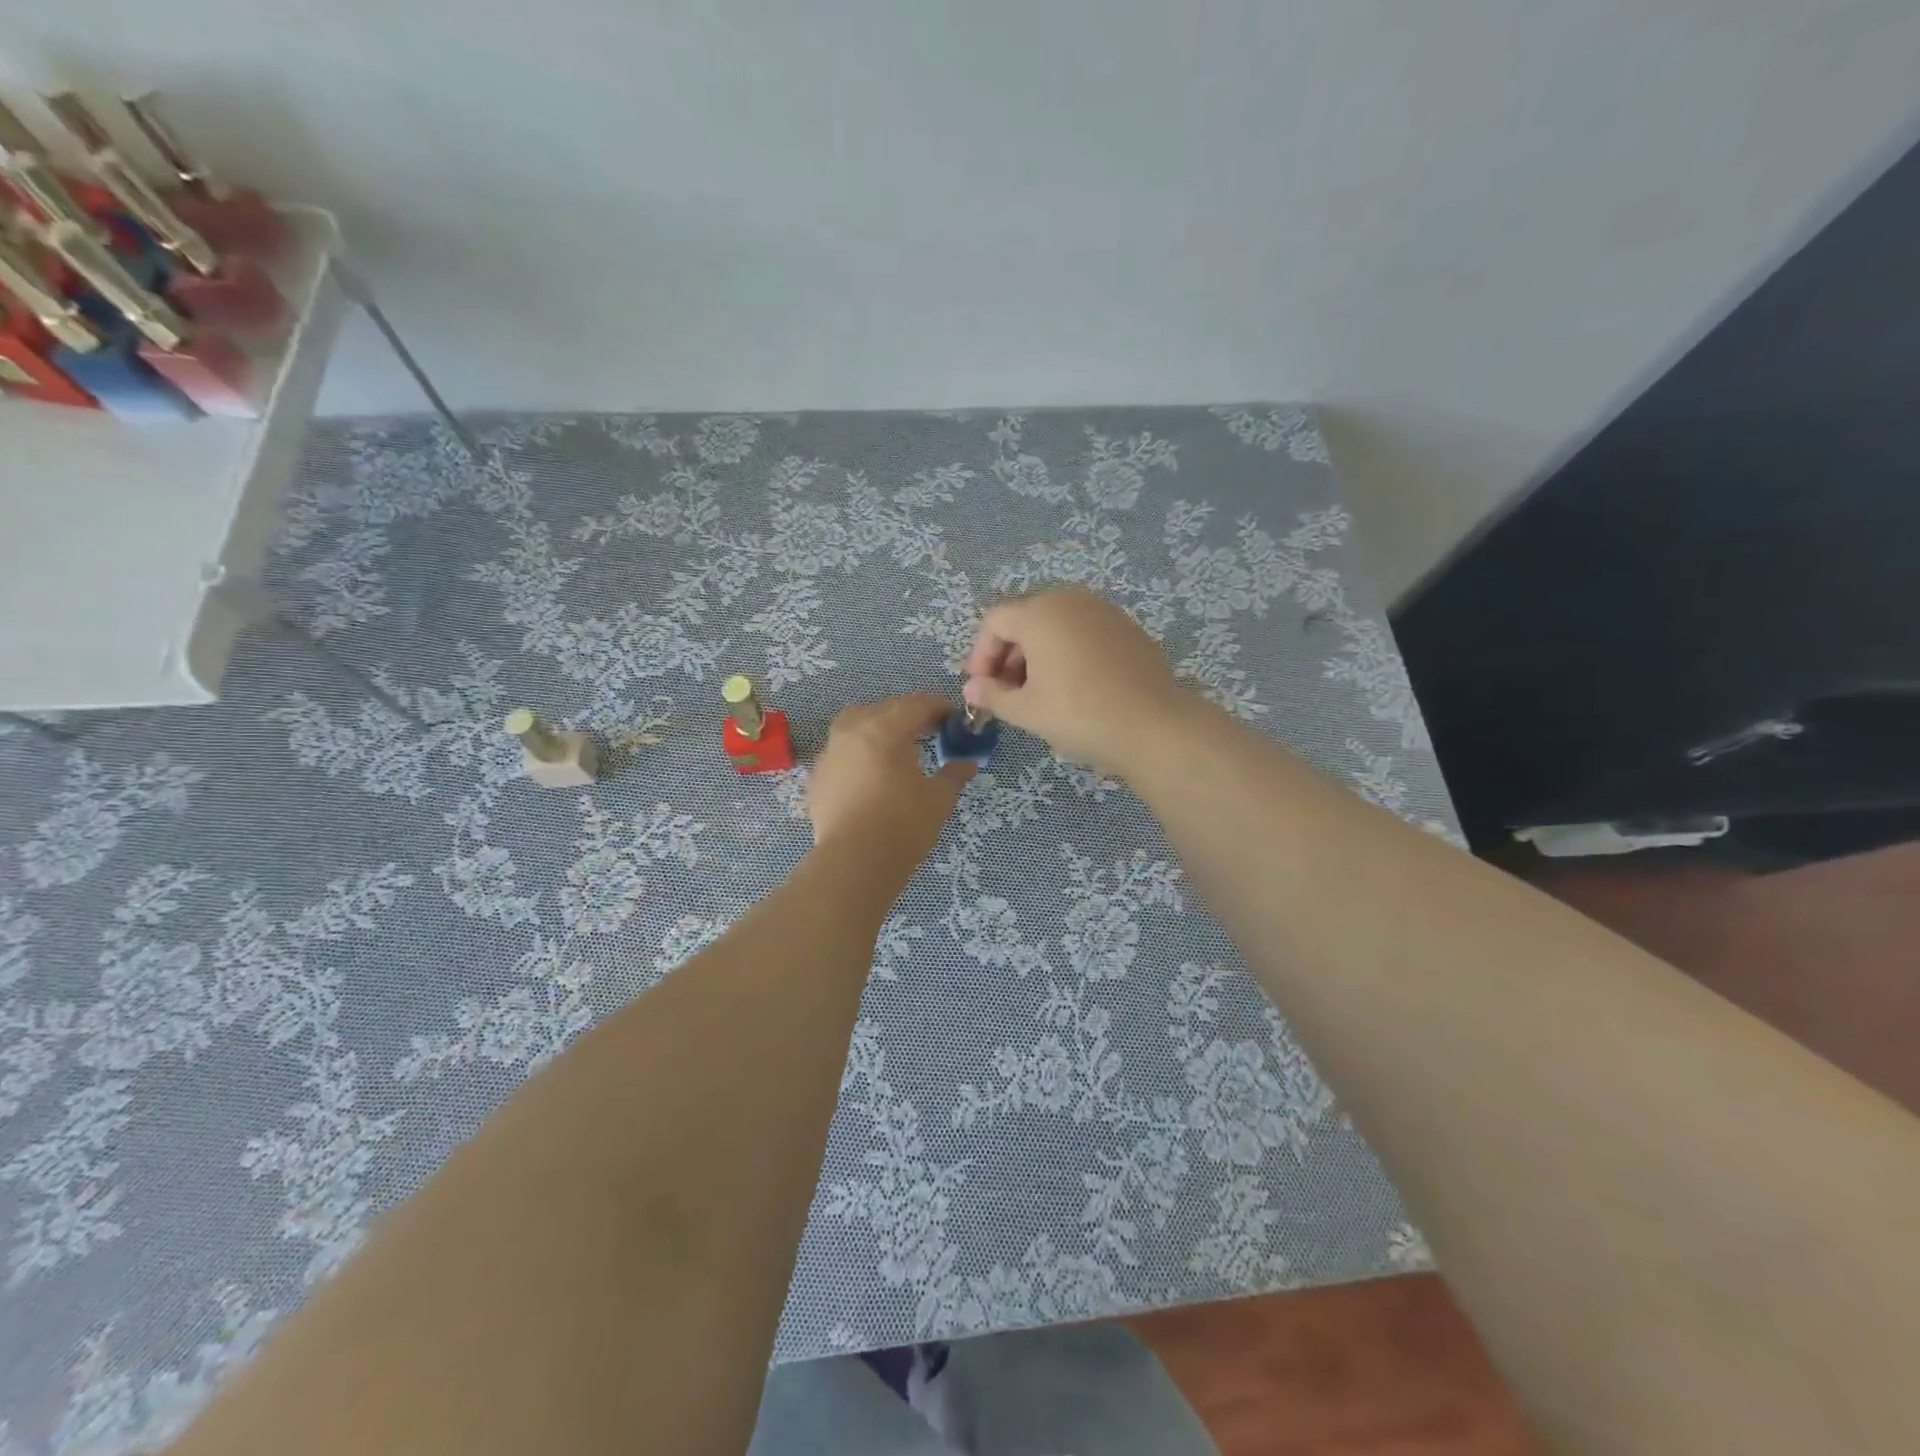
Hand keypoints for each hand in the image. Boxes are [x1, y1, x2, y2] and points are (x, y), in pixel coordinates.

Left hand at [807, 694, 974, 858]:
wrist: (853, 862)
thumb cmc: (902, 825)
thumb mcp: (938, 799)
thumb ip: (953, 775)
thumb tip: (967, 763)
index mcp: (885, 729)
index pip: (917, 704)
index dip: (939, 707)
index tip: (955, 719)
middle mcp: (853, 731)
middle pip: (884, 709)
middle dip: (909, 714)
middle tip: (930, 731)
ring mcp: (830, 752)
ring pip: (855, 724)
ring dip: (878, 727)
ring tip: (896, 747)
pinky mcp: (817, 776)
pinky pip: (841, 750)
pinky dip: (858, 751)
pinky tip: (870, 772)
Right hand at [962, 586, 1187, 774]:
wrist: (1154, 726)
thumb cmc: (1080, 715)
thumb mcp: (1027, 710)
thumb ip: (993, 695)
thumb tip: (971, 688)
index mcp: (1040, 613)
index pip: (995, 622)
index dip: (980, 654)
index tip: (980, 687)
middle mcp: (1070, 601)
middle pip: (1025, 618)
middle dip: (1009, 654)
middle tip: (1006, 691)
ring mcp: (1104, 611)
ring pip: (1056, 624)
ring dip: (1037, 653)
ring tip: (1038, 692)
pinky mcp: (1127, 628)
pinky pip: (1084, 632)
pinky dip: (1068, 651)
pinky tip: (1073, 686)